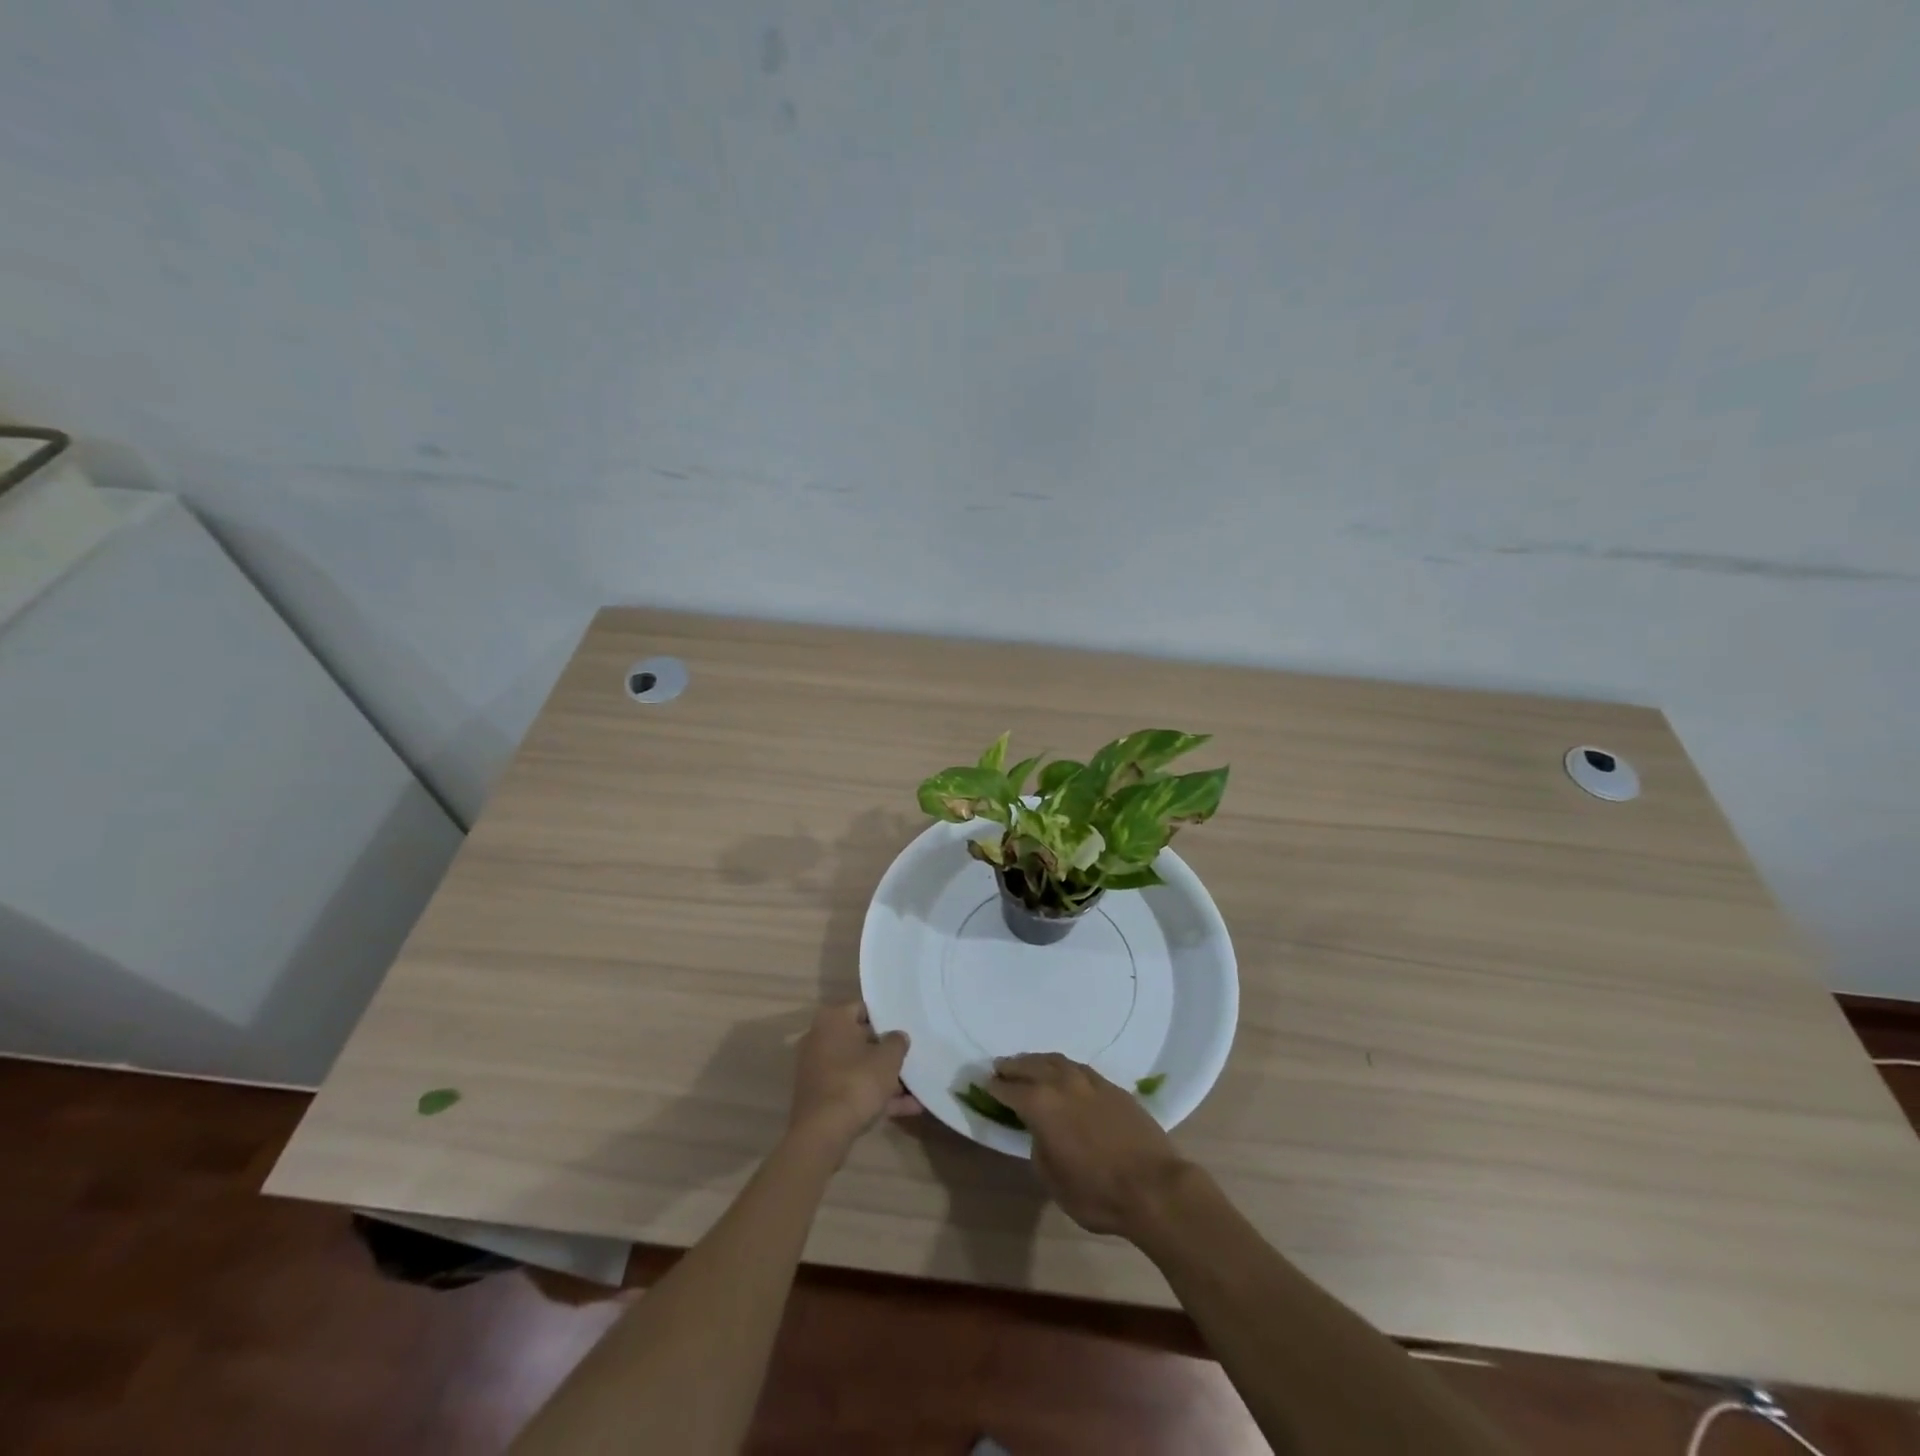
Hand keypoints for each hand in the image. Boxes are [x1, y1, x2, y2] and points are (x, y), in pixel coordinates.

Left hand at [788, 1002, 919, 1156]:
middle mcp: (820, 1039)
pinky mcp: (821, 1097)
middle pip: (860, 1040)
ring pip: (857, 1067)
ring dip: (884, 1078)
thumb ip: (897, 1042)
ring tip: (916, 1086)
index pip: (863, 1008)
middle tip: (910, 1056)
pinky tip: (908, 1108)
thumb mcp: (887, 1059)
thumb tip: (898, 1036)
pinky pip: (852, 1089)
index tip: (904, 1027)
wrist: (823, 1133)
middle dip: (885, 1051)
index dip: (886, 1017)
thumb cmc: (857, 1082)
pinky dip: (875, 1096)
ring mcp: (818, 1070)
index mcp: (832, 1020)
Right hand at [990, 1053, 1192, 1236]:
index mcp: (1041, 1104)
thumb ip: (1038, 1148)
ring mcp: (1089, 1081)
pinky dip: (1063, 1067)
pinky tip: (1063, 1073)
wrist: (1154, 1186)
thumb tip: (1039, 1132)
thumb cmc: (1096, 1192)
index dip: (995, 1087)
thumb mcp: (1052, 1180)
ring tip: (1029, 1064)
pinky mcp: (1112, 1087)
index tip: (985, 1085)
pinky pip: (1079, 1068)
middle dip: (1013, 1067)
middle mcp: (1062, 1083)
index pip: (1010, 1090)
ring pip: (1056, 1061)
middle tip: (1000, 1067)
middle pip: (1030, 1066)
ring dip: (1038, 1061)